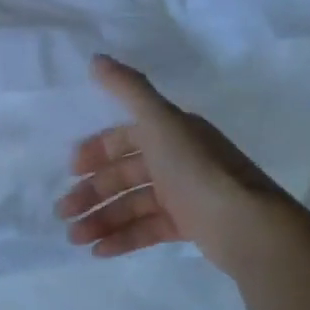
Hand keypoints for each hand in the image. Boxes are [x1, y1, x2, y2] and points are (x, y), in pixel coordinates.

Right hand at [57, 54, 295, 274]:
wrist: (246, 224)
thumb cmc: (196, 169)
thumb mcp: (160, 122)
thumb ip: (128, 89)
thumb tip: (96, 58)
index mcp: (171, 133)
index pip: (125, 137)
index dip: (96, 151)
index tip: (71, 170)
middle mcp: (178, 160)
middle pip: (124, 175)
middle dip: (91, 193)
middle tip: (63, 212)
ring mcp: (185, 195)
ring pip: (132, 205)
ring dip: (100, 219)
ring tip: (75, 238)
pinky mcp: (190, 226)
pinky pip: (148, 230)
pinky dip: (122, 238)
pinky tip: (98, 251)